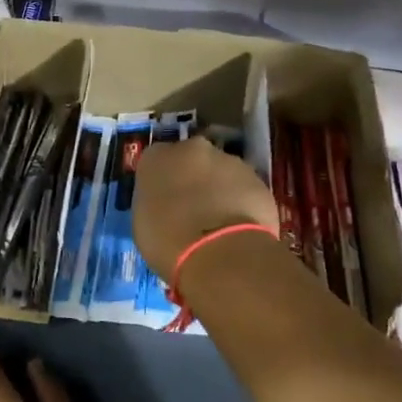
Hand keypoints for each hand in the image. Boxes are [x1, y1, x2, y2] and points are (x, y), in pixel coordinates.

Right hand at [133, 135, 278, 281]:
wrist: (220, 253)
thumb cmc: (168, 241)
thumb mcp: (142, 222)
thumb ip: (154, 202)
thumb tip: (166, 204)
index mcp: (157, 156)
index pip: (156, 161)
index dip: (161, 182)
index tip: (163, 202)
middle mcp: (193, 149)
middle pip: (191, 160)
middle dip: (192, 178)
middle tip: (191, 210)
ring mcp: (230, 161)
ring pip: (221, 172)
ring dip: (219, 189)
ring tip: (218, 224)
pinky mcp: (259, 180)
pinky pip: (245, 190)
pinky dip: (242, 203)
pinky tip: (239, 230)